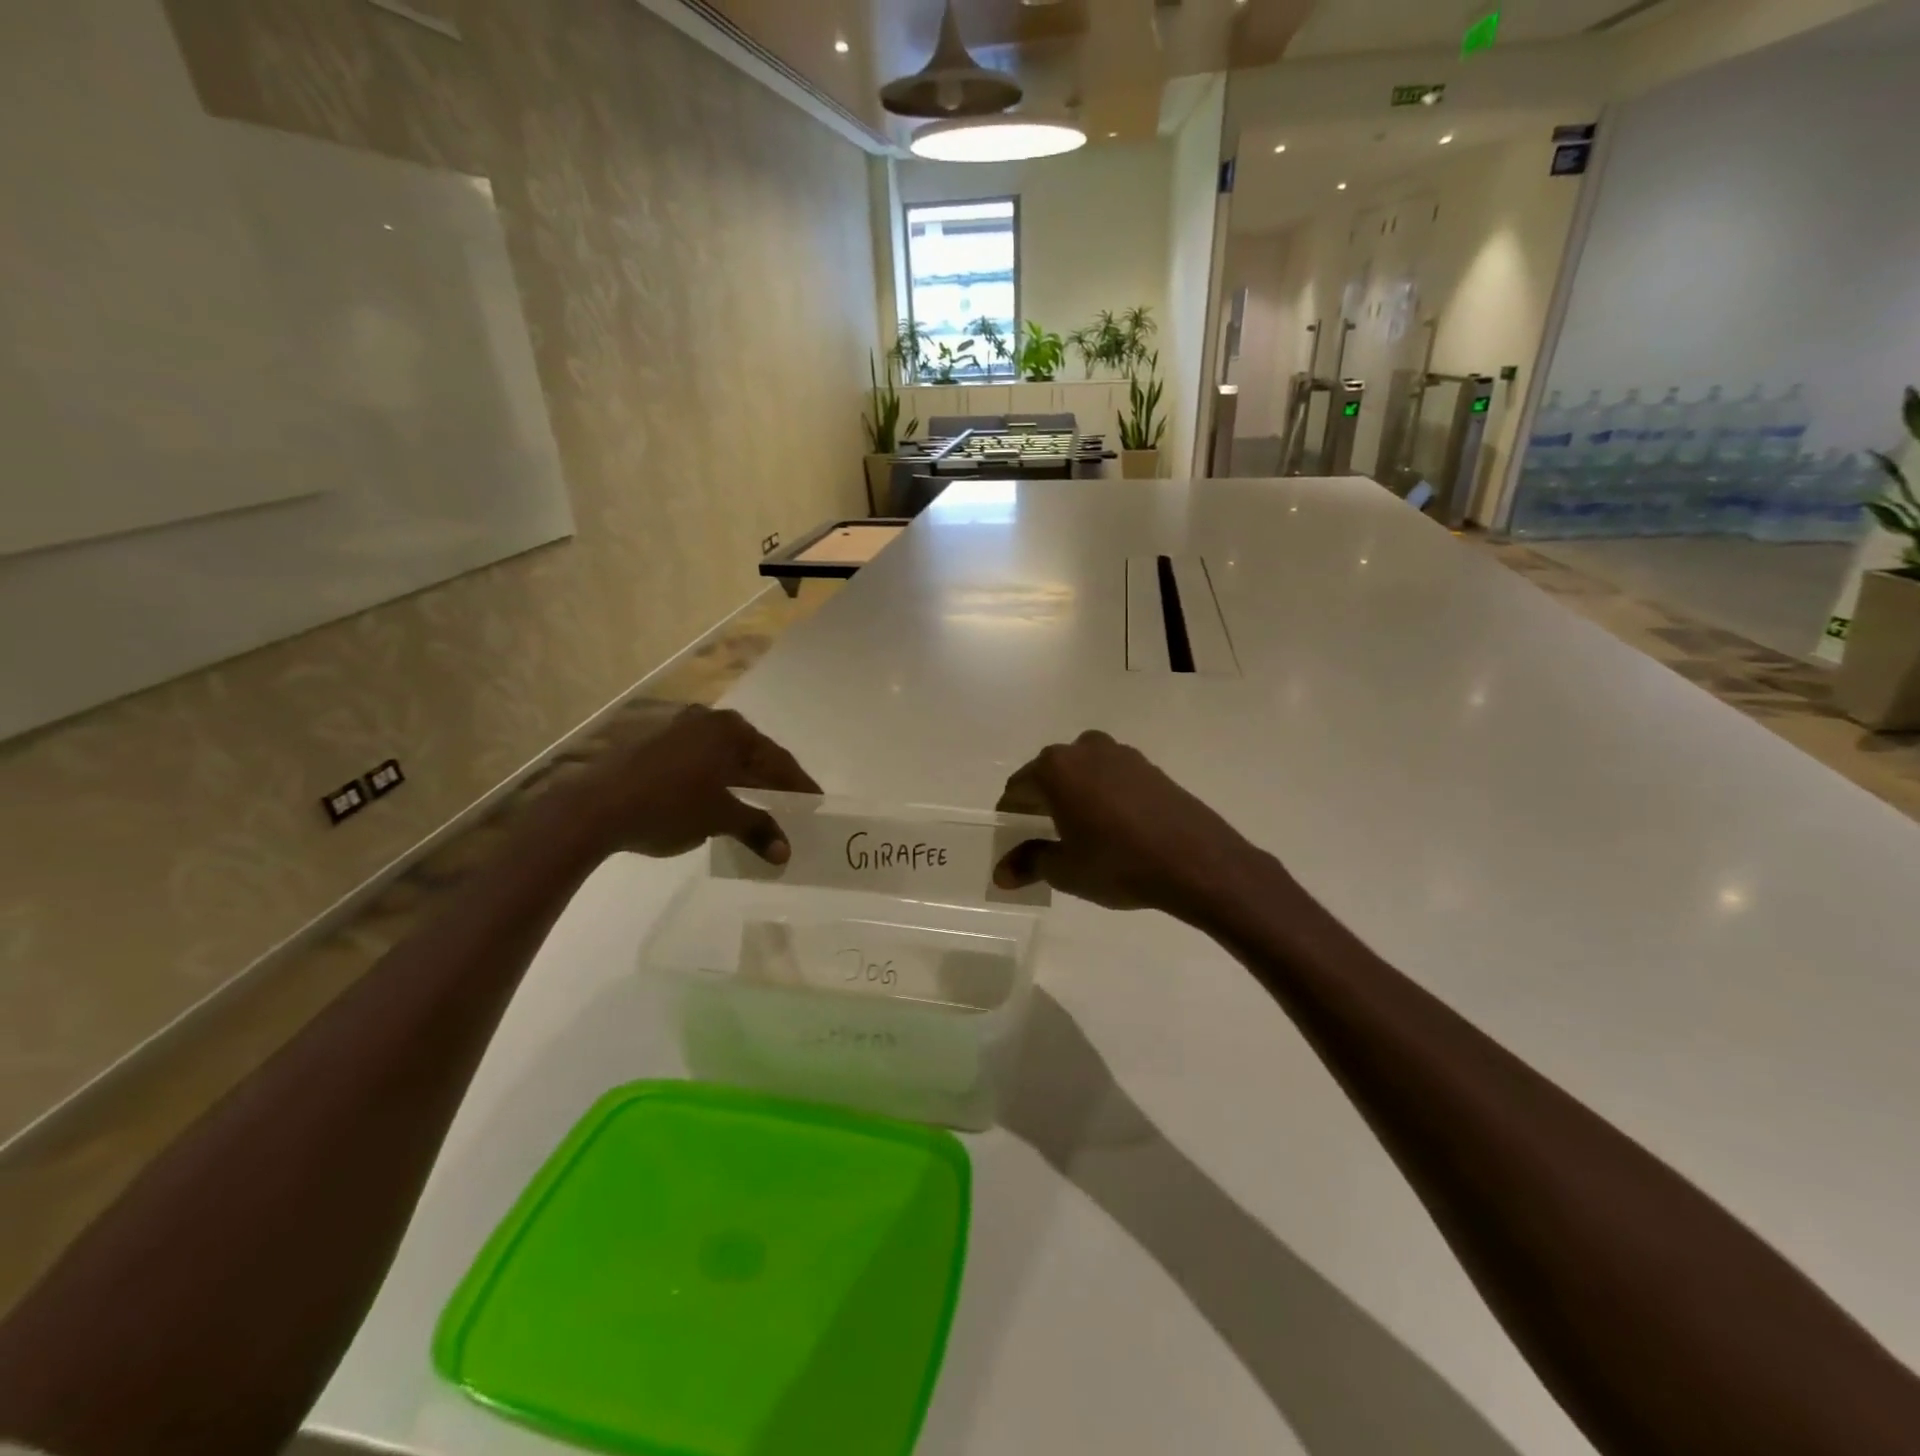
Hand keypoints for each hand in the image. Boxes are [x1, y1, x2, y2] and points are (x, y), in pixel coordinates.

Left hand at [565, 706, 819, 862]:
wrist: (594, 808)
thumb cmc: (669, 806)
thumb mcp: (720, 819)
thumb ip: (757, 829)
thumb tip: (785, 852)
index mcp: (731, 731)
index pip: (777, 760)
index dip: (799, 786)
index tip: (816, 803)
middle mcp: (707, 721)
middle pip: (752, 755)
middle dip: (771, 783)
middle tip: (792, 806)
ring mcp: (677, 730)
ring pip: (724, 760)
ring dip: (742, 784)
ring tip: (758, 807)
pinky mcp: (653, 746)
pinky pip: (700, 763)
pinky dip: (716, 782)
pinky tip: (719, 802)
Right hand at [992, 730, 1256, 917]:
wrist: (1196, 860)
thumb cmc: (1118, 864)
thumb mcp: (1065, 870)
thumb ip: (1029, 863)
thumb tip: (1001, 873)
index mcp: (1055, 769)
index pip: (1018, 788)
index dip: (1010, 814)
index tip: (1012, 838)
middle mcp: (1084, 750)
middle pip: (1049, 773)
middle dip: (1041, 801)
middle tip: (1043, 835)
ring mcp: (1120, 754)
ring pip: (1082, 771)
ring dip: (1074, 794)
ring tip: (1080, 830)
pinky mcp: (1150, 766)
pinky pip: (1112, 776)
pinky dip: (1103, 794)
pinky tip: (1114, 825)